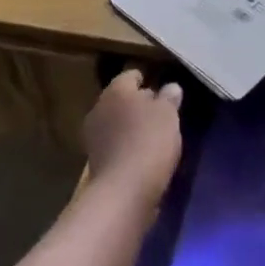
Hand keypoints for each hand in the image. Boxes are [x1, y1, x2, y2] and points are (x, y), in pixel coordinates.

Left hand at [81, 69, 183, 202]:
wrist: (124, 189)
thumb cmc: (149, 140)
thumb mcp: (168, 115)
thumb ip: (169, 98)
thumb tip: (171, 87)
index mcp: (116, 90)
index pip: (130, 76)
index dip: (145, 79)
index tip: (160, 88)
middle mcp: (99, 108)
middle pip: (121, 99)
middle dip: (137, 103)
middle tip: (159, 112)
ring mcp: (93, 136)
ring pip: (116, 122)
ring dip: (130, 126)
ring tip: (153, 135)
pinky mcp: (95, 160)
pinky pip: (115, 144)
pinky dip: (126, 146)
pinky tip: (141, 154)